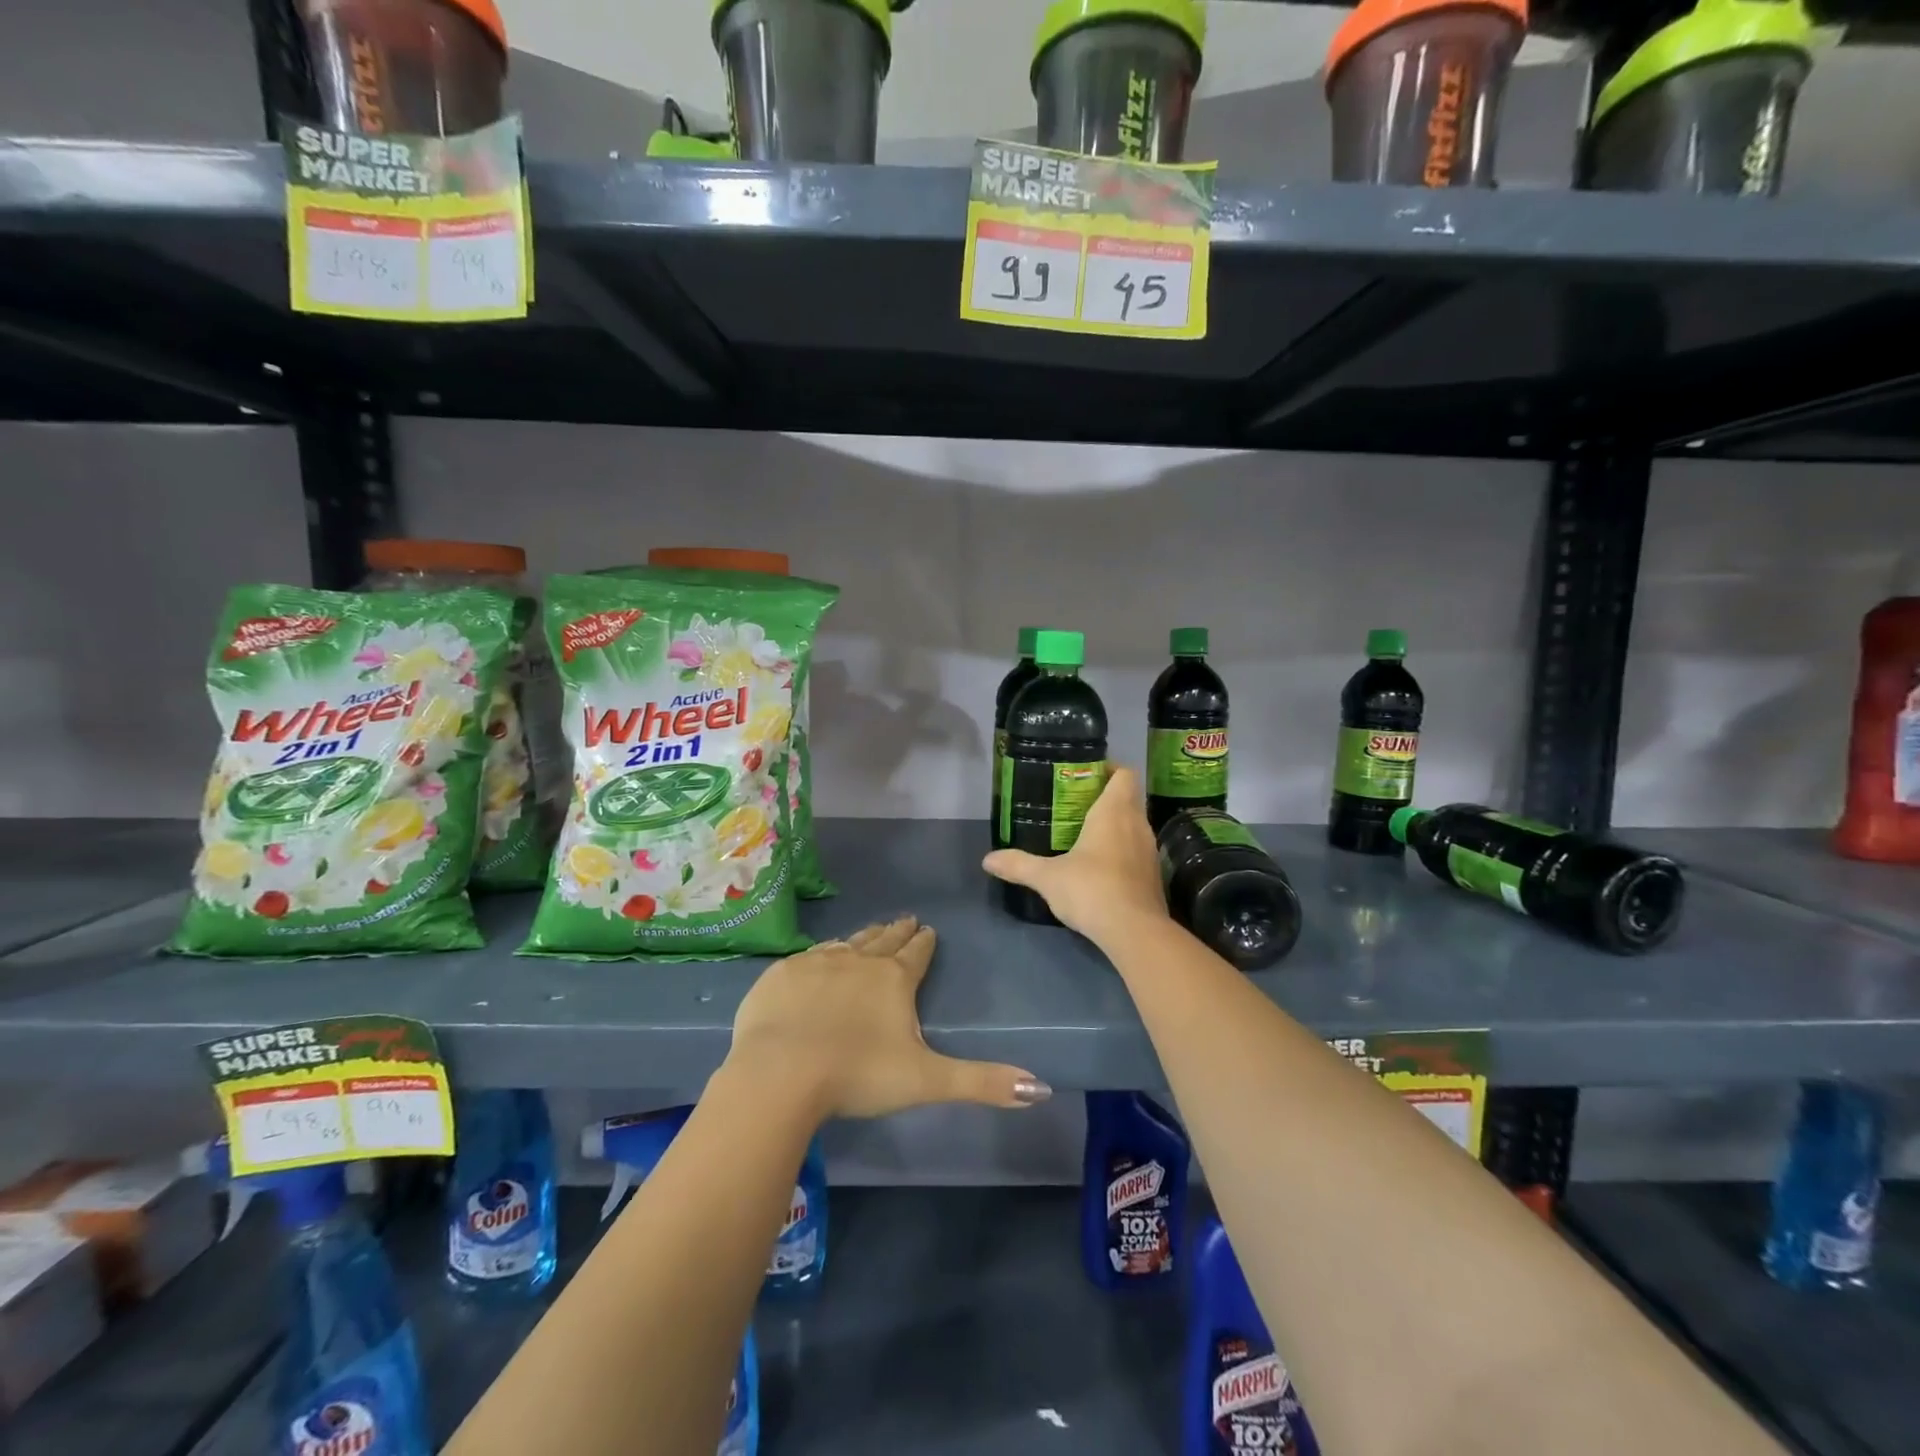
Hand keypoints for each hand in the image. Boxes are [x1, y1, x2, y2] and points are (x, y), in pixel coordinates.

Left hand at [725, 916, 1051, 1120]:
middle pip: (883, 940)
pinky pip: (809, 955)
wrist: (781, 1072)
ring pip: (847, 943)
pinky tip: (820, 956)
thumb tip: (1041, 1088)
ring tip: (870, 932)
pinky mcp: (782, 974)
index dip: (925, 942)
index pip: (917, 953)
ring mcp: (817, 963)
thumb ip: (983, 1082)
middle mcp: (858, 960)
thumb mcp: (927, 1081)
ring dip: (862, 938)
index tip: (929, 929)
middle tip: (905, 920)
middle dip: (896, 932)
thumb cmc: (858, 1075)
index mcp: (894, 979)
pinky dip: (822, 953)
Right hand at [981, 765, 1167, 944]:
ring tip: (1084, 833)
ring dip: (1115, 824)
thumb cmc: (1091, 890)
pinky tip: (1099, 866)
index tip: (1084, 775)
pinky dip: (1122, 849)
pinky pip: (1137, 849)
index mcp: (1115, 811)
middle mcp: (1137, 824)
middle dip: (1105, 796)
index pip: (1124, 773)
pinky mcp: (1153, 875)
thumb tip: (987, 860)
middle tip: (1074, 804)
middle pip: (1128, 797)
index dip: (1109, 769)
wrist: (1135, 932)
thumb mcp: (1047, 877)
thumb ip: (1018, 865)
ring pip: (1134, 824)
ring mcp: (1149, 850)